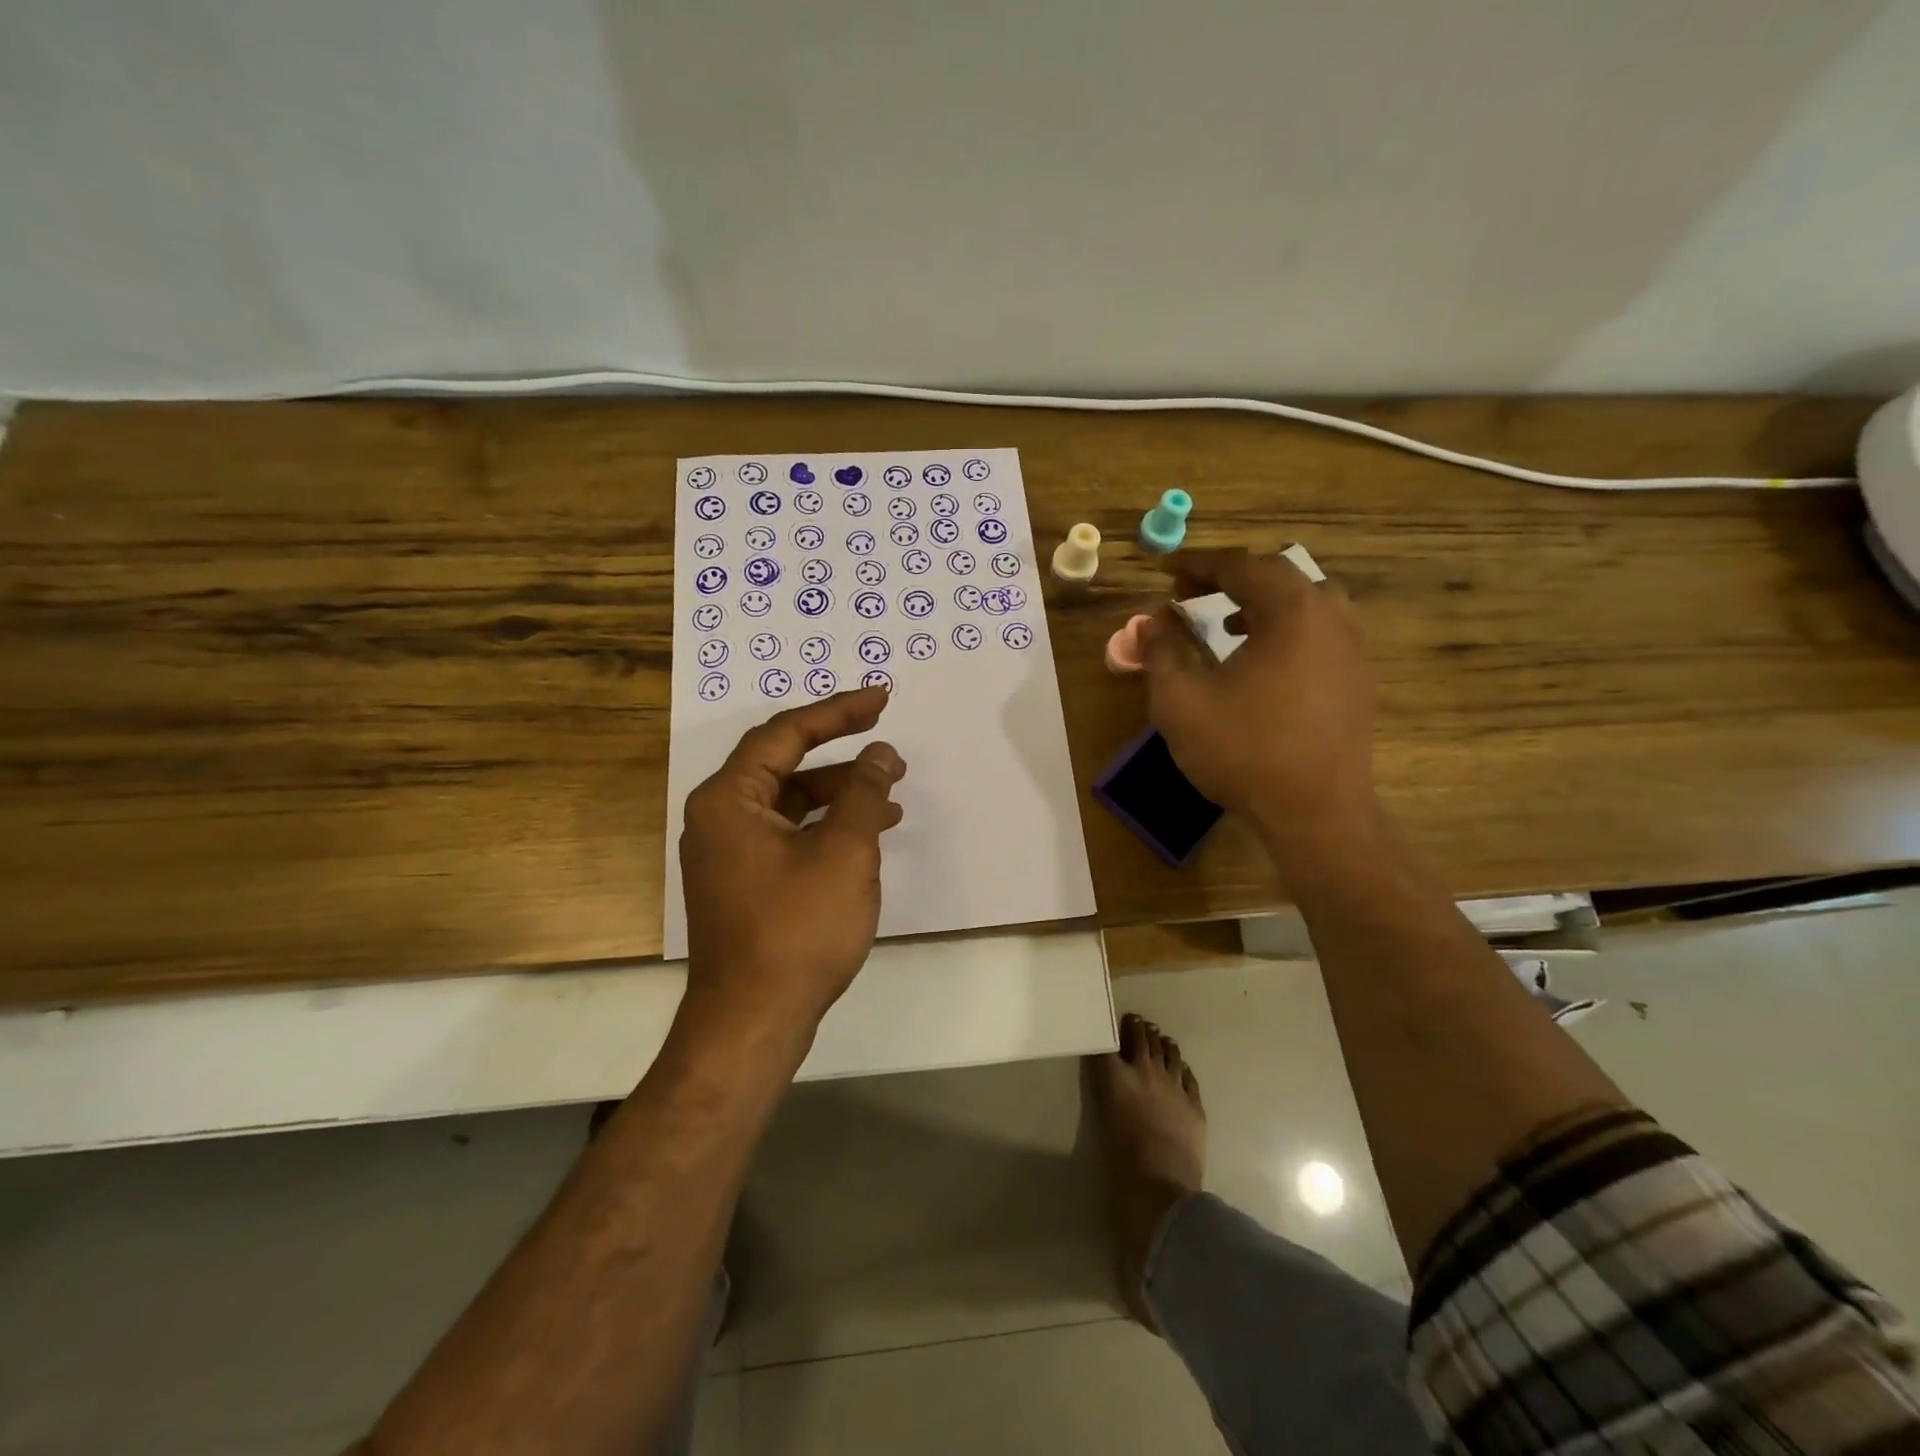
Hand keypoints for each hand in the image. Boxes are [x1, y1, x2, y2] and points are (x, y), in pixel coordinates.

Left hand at [678, 686, 905, 1041]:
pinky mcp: (744, 883)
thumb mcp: (844, 852)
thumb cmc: (797, 929)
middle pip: (785, 765)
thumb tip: (880, 753)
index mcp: (729, 798)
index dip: (838, 711)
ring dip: (840, 795)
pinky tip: (865, 838)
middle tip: (891, 750)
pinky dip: (826, 828)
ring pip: (790, 803)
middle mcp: (720, 818)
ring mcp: (729, 853)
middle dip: (842, 756)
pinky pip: (789, 835)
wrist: (752, 1022)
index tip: (882, 699)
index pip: (786, 733)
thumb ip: (863, 792)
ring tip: (891, 798)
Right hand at [1140, 549, 1377, 872]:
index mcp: (1292, 611)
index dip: (1197, 563)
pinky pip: (1318, 633)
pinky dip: (1284, 630)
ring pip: (1305, 603)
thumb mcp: (1182, 700)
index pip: (1241, 566)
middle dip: (1229, 579)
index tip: (1164, 570)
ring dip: (1261, 603)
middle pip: (1278, 576)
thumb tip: (1152, 620)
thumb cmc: (1244, 751)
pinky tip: (1259, 664)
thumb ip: (1162, 651)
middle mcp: (1330, 618)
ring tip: (1225, 625)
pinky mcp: (1355, 681)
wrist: (1316, 812)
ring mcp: (1351, 650)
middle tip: (1190, 593)